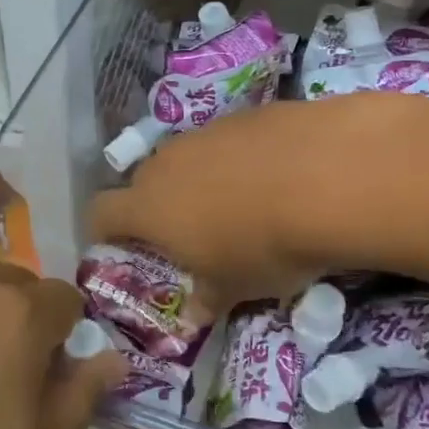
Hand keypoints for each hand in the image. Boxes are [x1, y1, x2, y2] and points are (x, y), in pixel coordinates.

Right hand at [88, 97, 377, 314]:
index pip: (100, 212)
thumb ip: (208, 298)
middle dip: (159, 205)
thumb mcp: (236, 287)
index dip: (104, 230)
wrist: (328, 177)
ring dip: (201, 180)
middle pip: (144, 181)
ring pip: (188, 158)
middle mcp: (167, 163)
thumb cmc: (265, 245)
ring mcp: (206, 133)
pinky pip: (228, 142)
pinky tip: (276, 177)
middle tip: (189, 232)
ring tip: (240, 204)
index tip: (119, 246)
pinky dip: (239, 159)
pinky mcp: (247, 115)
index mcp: (149, 207)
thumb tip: (196, 313)